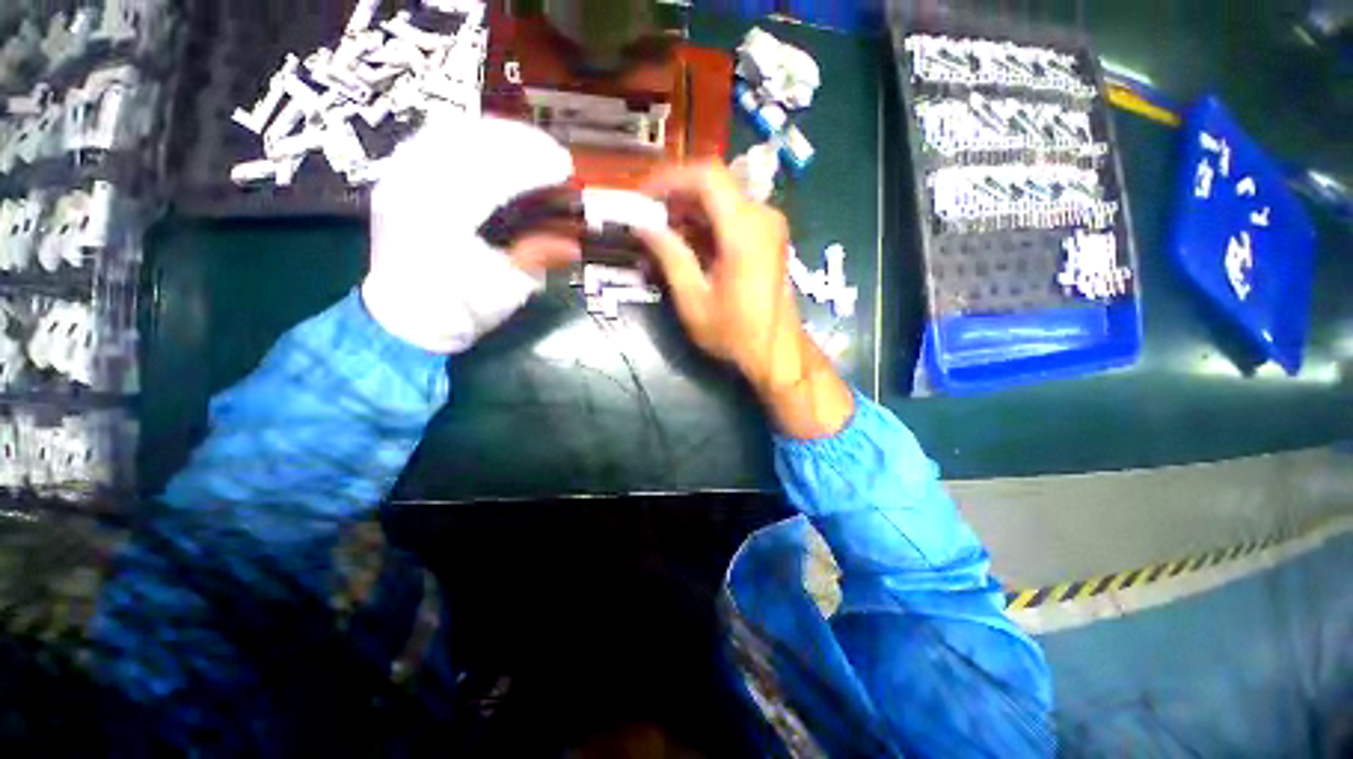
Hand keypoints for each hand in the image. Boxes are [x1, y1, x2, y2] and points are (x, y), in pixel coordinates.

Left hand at [363, 115, 580, 353]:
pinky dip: (466, 135)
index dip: (533, 166)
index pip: (494, 176)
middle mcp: (414, 189)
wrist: (405, 316)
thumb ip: (536, 259)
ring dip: (495, 132)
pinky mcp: (396, 177)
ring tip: (529, 141)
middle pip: (471, 144)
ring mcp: (399, 178)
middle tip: (553, 150)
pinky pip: (432, 139)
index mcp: (443, 221)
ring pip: (449, 133)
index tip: (564, 166)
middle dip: (518, 142)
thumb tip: (573, 244)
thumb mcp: (507, 290)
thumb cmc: (459, 309)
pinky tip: (490, 140)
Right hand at [637, 162, 852, 438]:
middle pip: (714, 185)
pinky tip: (687, 244)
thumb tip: (642, 226)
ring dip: (689, 212)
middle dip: (676, 197)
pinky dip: (706, 224)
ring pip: (722, 200)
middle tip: (647, 220)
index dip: (670, 179)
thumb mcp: (694, 300)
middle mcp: (762, 217)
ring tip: (661, 236)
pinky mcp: (768, 238)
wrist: (776, 352)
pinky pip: (733, 216)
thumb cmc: (735, 333)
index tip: (643, 197)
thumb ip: (669, 257)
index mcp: (744, 230)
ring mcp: (769, 226)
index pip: (707, 176)